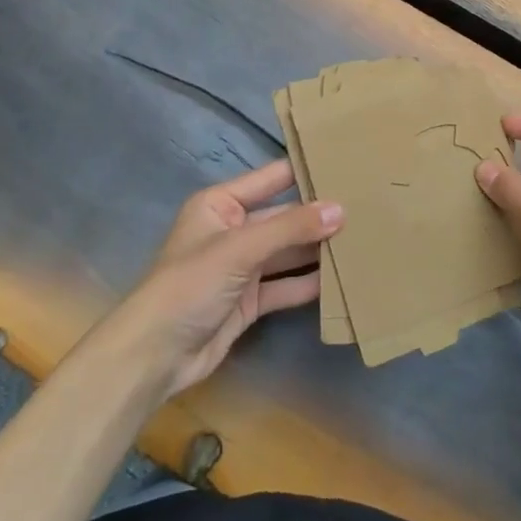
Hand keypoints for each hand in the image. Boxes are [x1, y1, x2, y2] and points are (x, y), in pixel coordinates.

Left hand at [112, 159, 341, 399]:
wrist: (153, 356)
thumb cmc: (189, 285)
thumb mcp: (239, 248)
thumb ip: (290, 228)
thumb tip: (340, 210)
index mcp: (221, 204)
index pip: (272, 178)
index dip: (306, 171)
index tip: (347, 164)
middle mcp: (233, 230)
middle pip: (284, 218)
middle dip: (319, 216)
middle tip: (367, 206)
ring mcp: (241, 267)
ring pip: (287, 252)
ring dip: (318, 250)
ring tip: (363, 240)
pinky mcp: (249, 301)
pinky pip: (285, 285)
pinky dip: (309, 283)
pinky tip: (341, 279)